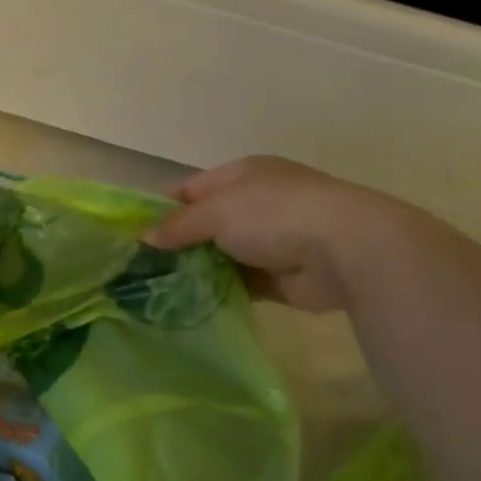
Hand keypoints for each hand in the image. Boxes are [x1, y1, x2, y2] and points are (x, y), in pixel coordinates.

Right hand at [143, 156, 459, 311]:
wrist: (345, 250)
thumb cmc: (275, 214)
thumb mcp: (216, 211)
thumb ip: (178, 225)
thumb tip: (144, 237)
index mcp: (242, 176)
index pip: (190, 189)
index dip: (162, 209)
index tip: (134, 235)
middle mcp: (255, 204)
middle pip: (204, 224)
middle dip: (176, 245)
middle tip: (140, 269)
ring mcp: (269, 241)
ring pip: (220, 256)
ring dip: (197, 271)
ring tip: (158, 291)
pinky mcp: (278, 277)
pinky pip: (238, 284)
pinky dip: (219, 292)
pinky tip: (191, 304)